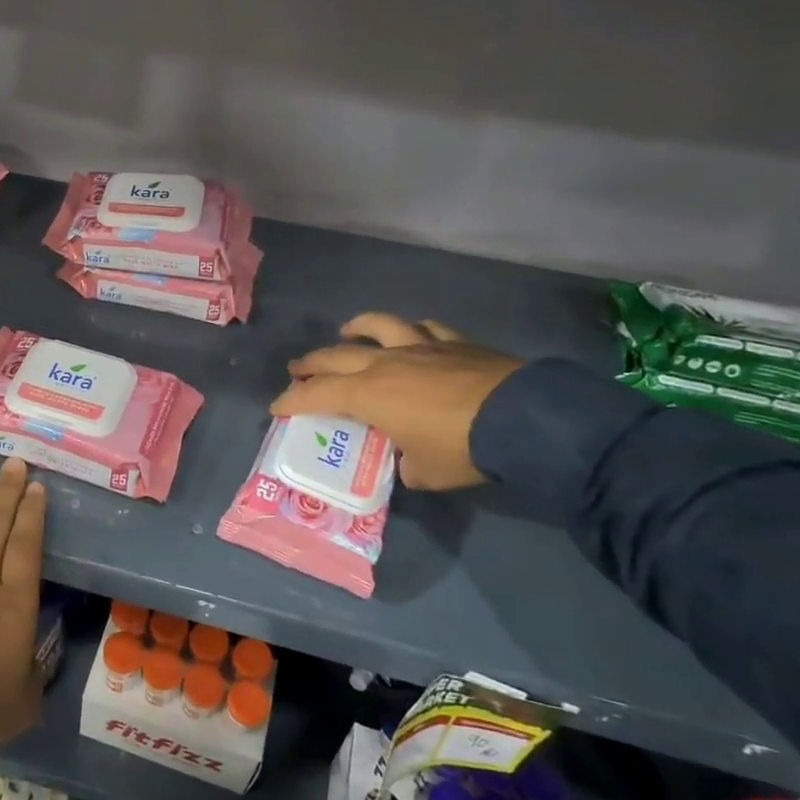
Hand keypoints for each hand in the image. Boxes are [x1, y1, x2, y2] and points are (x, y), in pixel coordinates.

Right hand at [270, 313, 523, 490]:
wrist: (522, 419)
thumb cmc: (462, 448)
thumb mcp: (426, 472)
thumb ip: (407, 465)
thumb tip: (408, 460)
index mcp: (368, 394)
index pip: (315, 394)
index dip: (291, 401)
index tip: (276, 407)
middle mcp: (385, 363)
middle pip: (335, 356)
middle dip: (310, 364)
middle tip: (296, 370)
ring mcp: (420, 347)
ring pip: (377, 327)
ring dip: (356, 328)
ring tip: (346, 332)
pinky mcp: (454, 342)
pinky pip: (425, 328)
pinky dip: (411, 331)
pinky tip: (411, 334)